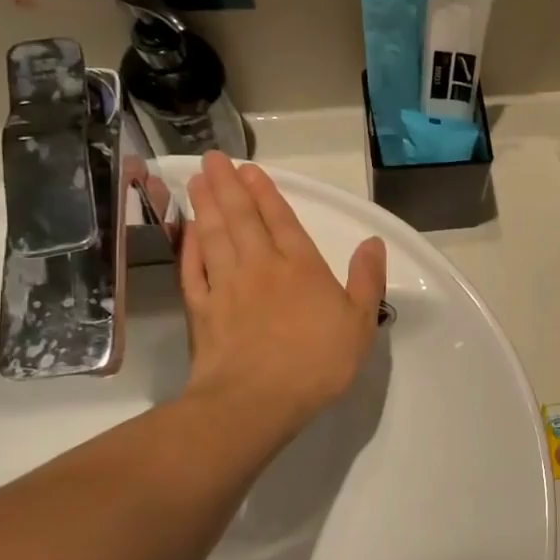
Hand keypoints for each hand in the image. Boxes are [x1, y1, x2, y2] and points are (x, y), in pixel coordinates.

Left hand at [179, 154, 384, 432]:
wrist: (256, 400)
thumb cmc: (317, 361)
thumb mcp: (360, 322)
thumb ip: (367, 279)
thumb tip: (372, 242)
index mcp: (301, 267)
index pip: (282, 220)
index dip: (266, 193)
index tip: (250, 170)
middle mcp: (260, 267)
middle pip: (241, 218)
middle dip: (228, 187)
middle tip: (212, 159)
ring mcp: (226, 286)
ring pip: (214, 236)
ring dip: (205, 206)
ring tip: (196, 181)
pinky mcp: (201, 310)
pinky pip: (192, 269)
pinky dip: (188, 247)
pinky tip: (186, 233)